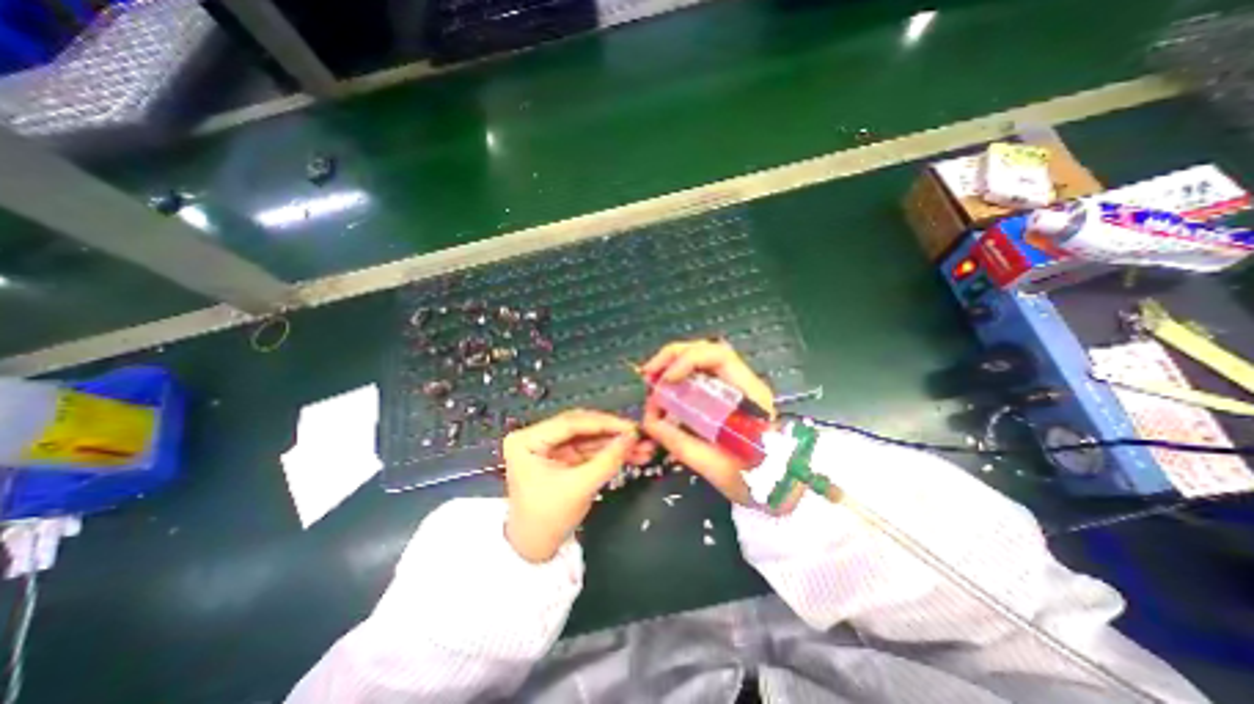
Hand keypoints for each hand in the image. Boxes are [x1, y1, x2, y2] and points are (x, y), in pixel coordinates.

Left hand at [502, 409, 650, 562]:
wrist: (534, 551)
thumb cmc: (547, 519)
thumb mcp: (579, 488)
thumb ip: (607, 460)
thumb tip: (632, 437)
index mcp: (527, 440)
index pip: (570, 423)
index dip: (604, 424)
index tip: (631, 428)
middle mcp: (537, 436)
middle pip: (582, 427)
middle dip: (612, 433)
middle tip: (639, 435)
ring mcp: (551, 446)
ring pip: (589, 437)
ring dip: (615, 442)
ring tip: (642, 447)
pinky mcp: (563, 457)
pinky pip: (589, 449)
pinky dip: (609, 452)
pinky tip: (631, 454)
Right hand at [646, 338, 774, 504]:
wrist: (777, 487)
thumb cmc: (754, 480)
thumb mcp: (714, 466)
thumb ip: (679, 443)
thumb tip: (649, 421)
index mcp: (750, 395)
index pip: (720, 356)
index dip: (688, 360)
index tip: (666, 380)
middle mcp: (743, 383)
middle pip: (707, 350)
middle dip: (673, 356)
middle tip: (648, 374)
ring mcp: (735, 386)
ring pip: (702, 358)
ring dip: (673, 363)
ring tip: (651, 379)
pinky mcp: (725, 394)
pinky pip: (700, 374)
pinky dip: (678, 376)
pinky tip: (664, 388)